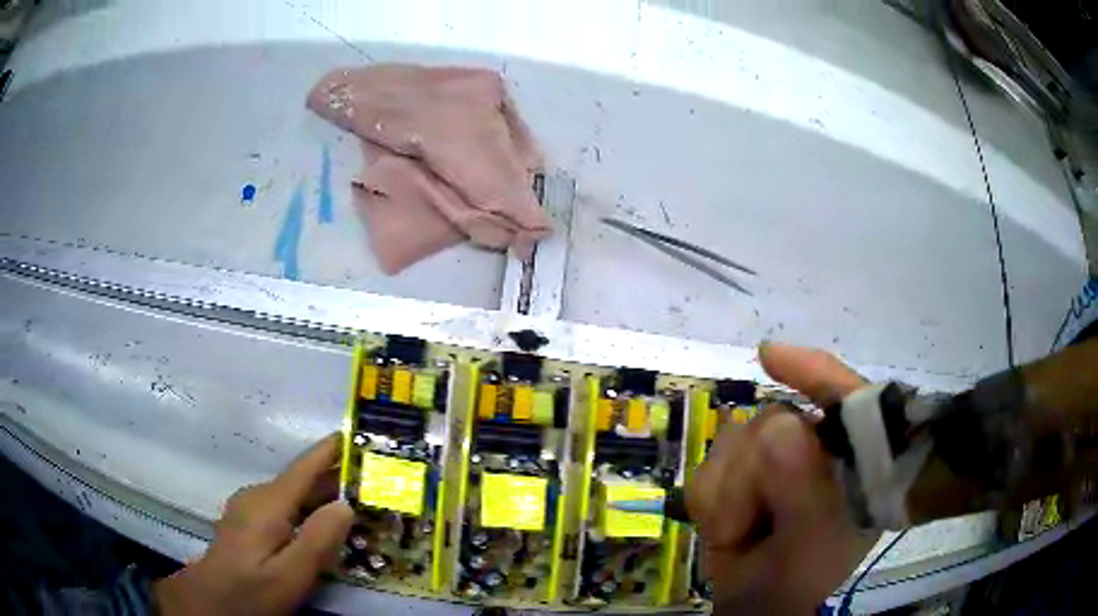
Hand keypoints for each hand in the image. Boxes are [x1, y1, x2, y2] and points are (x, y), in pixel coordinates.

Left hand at [154, 434, 354, 615]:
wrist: (212, 600)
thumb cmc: (252, 590)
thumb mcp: (289, 575)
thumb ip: (317, 540)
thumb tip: (345, 505)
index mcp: (268, 503)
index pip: (305, 468)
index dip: (331, 450)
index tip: (357, 433)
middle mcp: (258, 497)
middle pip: (302, 482)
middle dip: (336, 478)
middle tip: (373, 481)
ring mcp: (250, 508)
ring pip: (294, 496)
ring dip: (323, 496)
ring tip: (357, 501)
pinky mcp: (249, 522)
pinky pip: (285, 508)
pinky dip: (308, 510)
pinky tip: (322, 524)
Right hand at [687, 342, 879, 614]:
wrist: (758, 600)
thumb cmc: (798, 576)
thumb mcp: (811, 542)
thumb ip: (802, 488)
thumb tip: (777, 428)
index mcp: (851, 456)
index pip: (841, 397)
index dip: (813, 372)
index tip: (769, 357)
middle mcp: (817, 444)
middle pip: (770, 422)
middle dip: (752, 478)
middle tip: (758, 523)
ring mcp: (776, 453)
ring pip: (734, 439)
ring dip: (729, 494)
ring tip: (744, 529)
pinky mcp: (741, 465)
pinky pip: (708, 463)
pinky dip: (709, 498)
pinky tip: (727, 524)